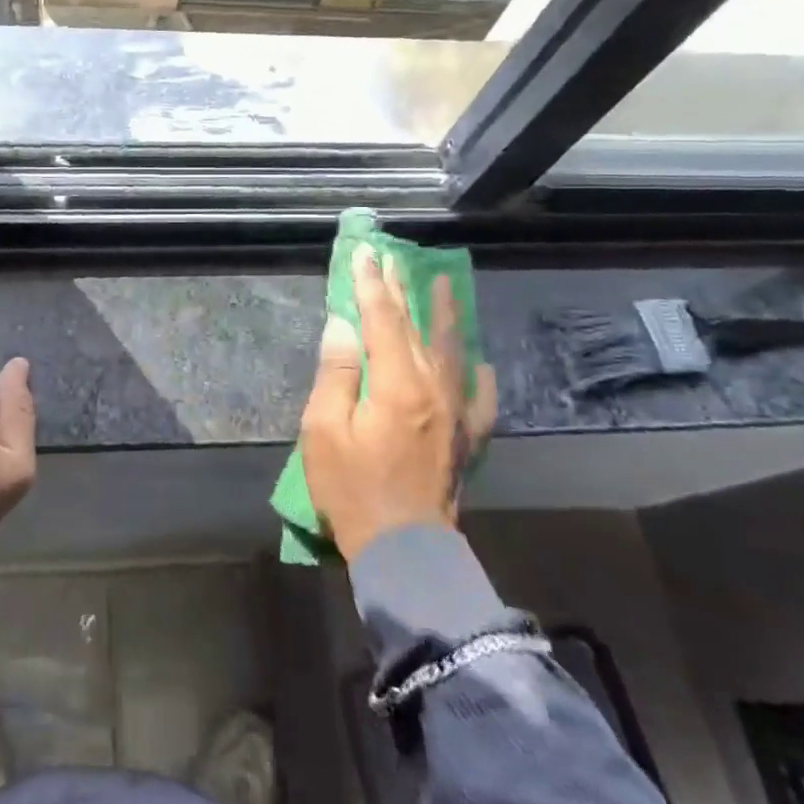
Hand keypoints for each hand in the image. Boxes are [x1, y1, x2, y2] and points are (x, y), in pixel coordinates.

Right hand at [300, 245, 497, 559]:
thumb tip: (342, 326)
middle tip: (394, 258)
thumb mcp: (323, 431)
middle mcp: (433, 389)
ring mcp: (456, 413)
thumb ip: (336, 373)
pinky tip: (479, 362)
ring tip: (445, 284)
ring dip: (445, 315)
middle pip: (416, 327)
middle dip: (402, 290)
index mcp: (396, 384)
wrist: (404, 549)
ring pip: (452, 351)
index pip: (381, 319)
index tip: (365, 254)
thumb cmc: (352, 489)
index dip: (370, 284)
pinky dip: (478, 376)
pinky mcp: (466, 438)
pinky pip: (480, 398)